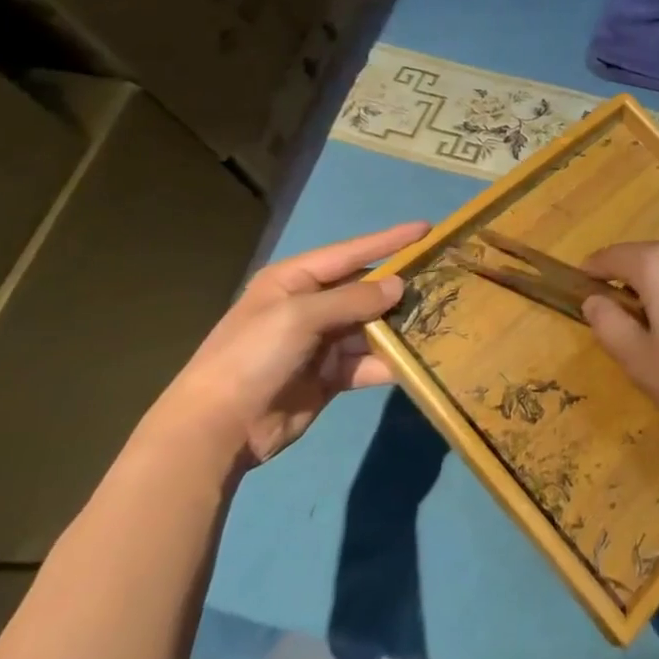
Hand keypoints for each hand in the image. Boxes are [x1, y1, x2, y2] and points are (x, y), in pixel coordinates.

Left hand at [147, 222, 427, 464]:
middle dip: (399, 288)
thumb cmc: (252, 357)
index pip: (351, 252)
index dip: (389, 240)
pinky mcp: (330, 376)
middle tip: (442, 280)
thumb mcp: (300, 317)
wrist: (216, 430)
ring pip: (371, 327)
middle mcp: (310, 306)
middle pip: (365, 290)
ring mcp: (320, 343)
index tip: (427, 229)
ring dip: (399, 327)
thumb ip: (353, 299)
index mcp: (294, 280)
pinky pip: (367, 362)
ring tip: (438, 320)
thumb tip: (399, 286)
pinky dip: (388, 362)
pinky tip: (416, 360)